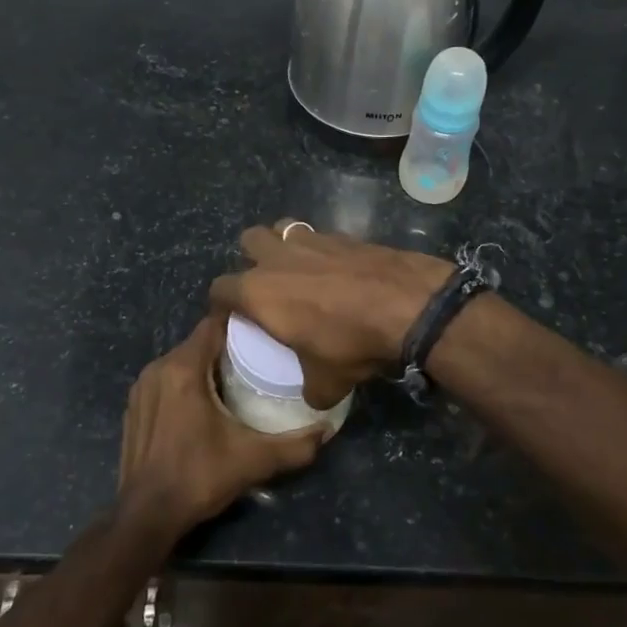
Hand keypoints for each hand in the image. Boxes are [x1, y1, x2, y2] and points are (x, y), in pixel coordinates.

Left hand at [117, 316, 325, 539]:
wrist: (145, 516)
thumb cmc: (198, 478)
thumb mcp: (253, 460)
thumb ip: (295, 445)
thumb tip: (327, 430)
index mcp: (183, 369)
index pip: (213, 324)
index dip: (240, 325)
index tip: (265, 335)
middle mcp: (158, 369)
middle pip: (198, 342)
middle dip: (227, 348)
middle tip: (259, 360)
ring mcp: (141, 388)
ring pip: (181, 361)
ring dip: (206, 366)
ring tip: (237, 381)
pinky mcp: (133, 407)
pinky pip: (166, 380)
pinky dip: (185, 383)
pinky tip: (205, 405)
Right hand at [209, 221, 451, 408]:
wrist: (407, 305)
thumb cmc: (351, 343)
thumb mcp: (327, 383)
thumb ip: (311, 390)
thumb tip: (314, 397)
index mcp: (259, 292)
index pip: (220, 289)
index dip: (221, 305)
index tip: (232, 319)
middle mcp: (278, 258)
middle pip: (248, 240)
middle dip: (251, 258)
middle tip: (267, 285)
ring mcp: (312, 240)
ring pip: (283, 228)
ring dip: (284, 244)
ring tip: (299, 268)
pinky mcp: (344, 235)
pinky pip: (320, 235)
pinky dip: (321, 249)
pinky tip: (337, 270)